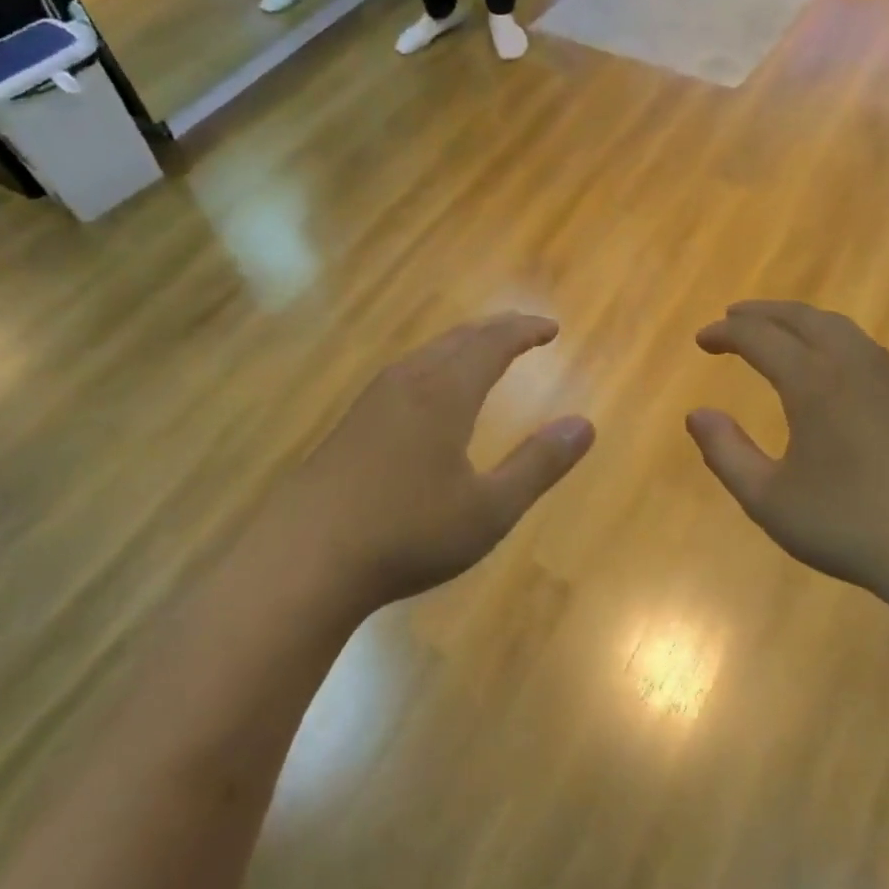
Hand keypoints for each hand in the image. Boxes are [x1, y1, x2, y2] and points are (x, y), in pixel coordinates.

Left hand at [274, 314, 593, 610]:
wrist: (303, 560)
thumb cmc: (408, 534)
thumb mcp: (489, 509)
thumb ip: (538, 464)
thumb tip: (585, 425)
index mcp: (445, 393)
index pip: (493, 344)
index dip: (525, 331)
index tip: (551, 328)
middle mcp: (408, 383)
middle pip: (458, 339)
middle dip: (496, 330)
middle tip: (524, 331)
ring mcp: (372, 402)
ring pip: (426, 355)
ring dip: (462, 346)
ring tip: (483, 353)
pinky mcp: (350, 425)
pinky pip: (405, 375)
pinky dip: (435, 367)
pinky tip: (429, 396)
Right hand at [686, 301, 888, 605]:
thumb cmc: (847, 525)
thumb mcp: (768, 499)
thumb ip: (726, 453)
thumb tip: (697, 415)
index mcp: (812, 383)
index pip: (760, 338)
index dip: (726, 333)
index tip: (702, 340)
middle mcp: (851, 367)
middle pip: (802, 318)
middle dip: (763, 313)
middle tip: (733, 317)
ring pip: (839, 327)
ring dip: (801, 320)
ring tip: (778, 330)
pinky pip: (864, 347)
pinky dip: (832, 337)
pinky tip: (829, 362)